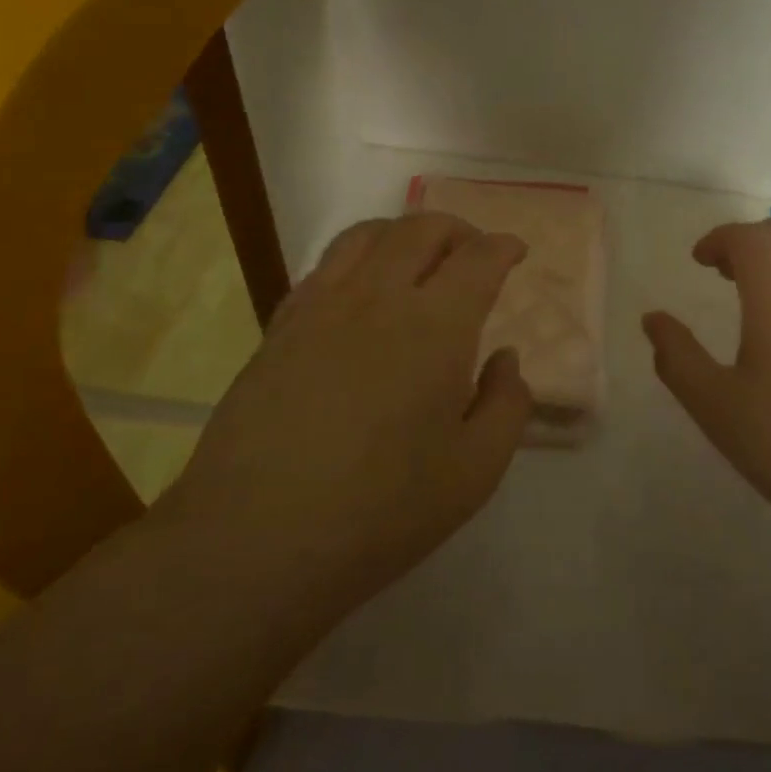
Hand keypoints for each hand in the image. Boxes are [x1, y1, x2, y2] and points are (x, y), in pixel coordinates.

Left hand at [173, 213, 532, 612]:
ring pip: (367, 235)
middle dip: (458, 230)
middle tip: (474, 254)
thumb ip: (507, 405)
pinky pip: (325, 266)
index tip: (516, 252)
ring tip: (419, 260)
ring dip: (404, 234)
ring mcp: (321, 308)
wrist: (254, 542)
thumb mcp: (475, 472)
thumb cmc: (380, 512)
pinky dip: (358, 259)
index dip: (503, 247)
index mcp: (436, 327)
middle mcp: (379, 298)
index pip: (478, 259)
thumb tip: (504, 359)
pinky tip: (362, 293)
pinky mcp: (280, 329)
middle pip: (421, 229)